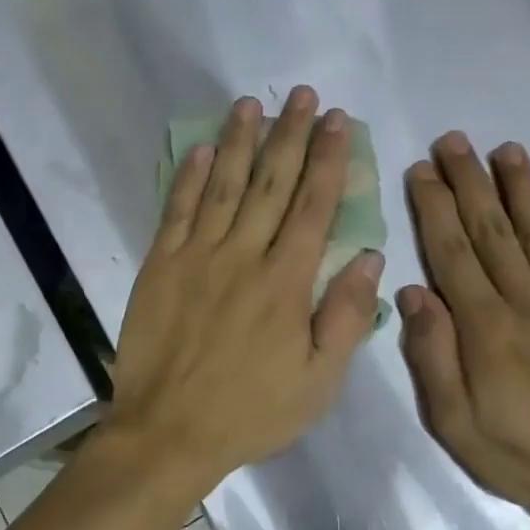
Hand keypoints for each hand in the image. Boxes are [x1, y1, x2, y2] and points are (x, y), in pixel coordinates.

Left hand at [106, 86, 383, 493]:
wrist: (169, 433)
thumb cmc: (252, 412)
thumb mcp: (319, 382)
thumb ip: (345, 316)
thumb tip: (369, 257)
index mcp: (286, 282)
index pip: (314, 206)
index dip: (328, 160)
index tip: (338, 121)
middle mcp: (243, 256)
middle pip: (272, 184)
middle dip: (290, 135)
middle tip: (303, 96)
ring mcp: (196, 257)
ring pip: (223, 186)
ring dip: (241, 142)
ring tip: (251, 104)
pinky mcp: (160, 266)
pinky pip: (176, 211)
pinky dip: (189, 177)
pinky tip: (202, 148)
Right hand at [398, 133, 529, 529]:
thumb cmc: (528, 458)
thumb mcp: (458, 426)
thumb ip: (433, 358)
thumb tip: (412, 292)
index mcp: (486, 330)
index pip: (452, 254)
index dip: (434, 209)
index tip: (421, 171)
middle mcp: (527, 302)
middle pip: (491, 230)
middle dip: (469, 182)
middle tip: (453, 140)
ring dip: (518, 186)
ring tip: (502, 148)